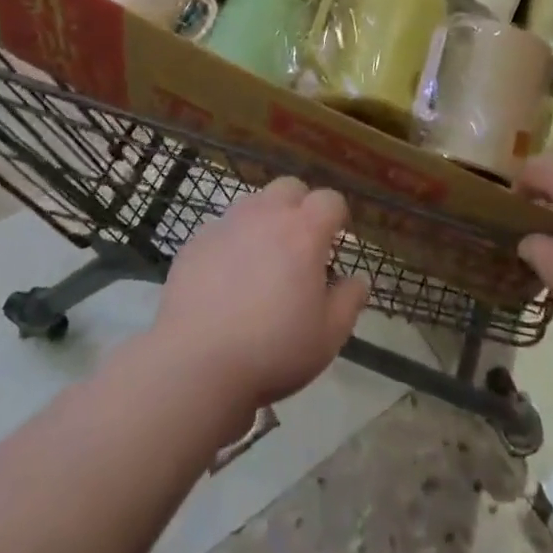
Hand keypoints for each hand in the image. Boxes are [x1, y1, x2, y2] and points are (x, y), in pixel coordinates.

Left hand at [155, 178, 369, 419]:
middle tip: (299, 245)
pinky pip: (222, 229)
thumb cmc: (272, 350)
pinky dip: (232, 243)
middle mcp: (267, 214)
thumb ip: (349, 302)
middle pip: (290, 187)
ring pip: (254, 204)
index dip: (337, 217)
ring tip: (262, 262)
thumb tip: (357, 280)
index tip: (336, 242)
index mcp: (304, 231)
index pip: (330, 200)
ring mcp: (228, 223)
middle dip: (300, 206)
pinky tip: (226, 280)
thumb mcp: (327, 337)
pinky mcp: (196, 240)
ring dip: (265, 221)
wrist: (195, 364)